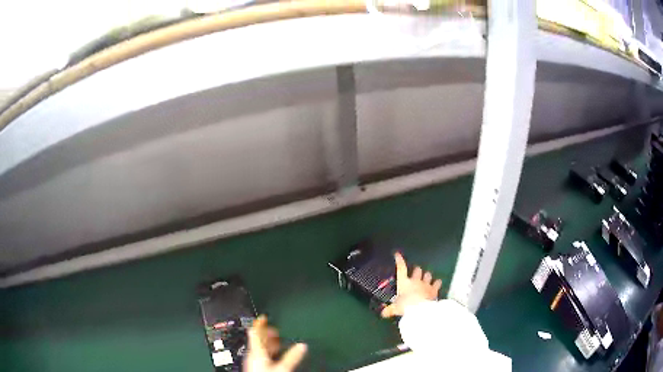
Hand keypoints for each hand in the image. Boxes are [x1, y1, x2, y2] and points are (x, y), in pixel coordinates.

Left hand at [244, 315, 306, 371]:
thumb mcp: (282, 367)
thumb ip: (292, 356)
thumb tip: (303, 345)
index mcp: (256, 351)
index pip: (254, 332)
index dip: (259, 323)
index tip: (264, 316)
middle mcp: (252, 354)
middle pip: (257, 339)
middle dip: (266, 333)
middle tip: (275, 329)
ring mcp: (253, 361)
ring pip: (259, 347)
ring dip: (268, 342)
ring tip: (277, 339)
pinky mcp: (256, 367)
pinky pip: (261, 355)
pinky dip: (268, 351)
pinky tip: (275, 354)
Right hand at [381, 252, 441, 317]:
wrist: (419, 309)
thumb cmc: (405, 306)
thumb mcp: (395, 309)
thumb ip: (389, 310)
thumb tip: (383, 314)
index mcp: (404, 282)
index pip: (401, 268)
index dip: (399, 260)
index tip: (397, 254)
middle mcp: (415, 280)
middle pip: (417, 269)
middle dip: (417, 270)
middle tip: (416, 273)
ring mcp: (425, 284)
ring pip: (428, 274)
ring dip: (427, 276)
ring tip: (426, 278)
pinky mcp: (434, 289)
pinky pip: (437, 282)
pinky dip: (437, 283)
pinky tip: (437, 283)